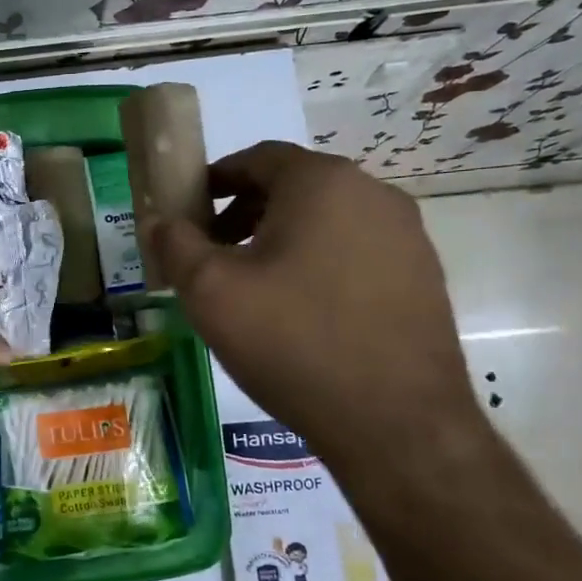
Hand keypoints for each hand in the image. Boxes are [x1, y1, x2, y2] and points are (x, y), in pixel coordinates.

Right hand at [149, 142, 478, 471]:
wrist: (395, 422)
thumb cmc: (292, 342)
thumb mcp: (211, 292)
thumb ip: (175, 245)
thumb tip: (158, 221)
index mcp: (323, 183)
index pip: (258, 157)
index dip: (215, 179)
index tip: (189, 212)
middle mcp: (373, 194)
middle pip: (294, 187)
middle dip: (244, 213)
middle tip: (212, 253)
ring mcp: (407, 236)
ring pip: (327, 220)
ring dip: (281, 239)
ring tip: (253, 287)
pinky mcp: (423, 276)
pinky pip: (356, 251)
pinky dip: (319, 263)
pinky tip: (301, 312)